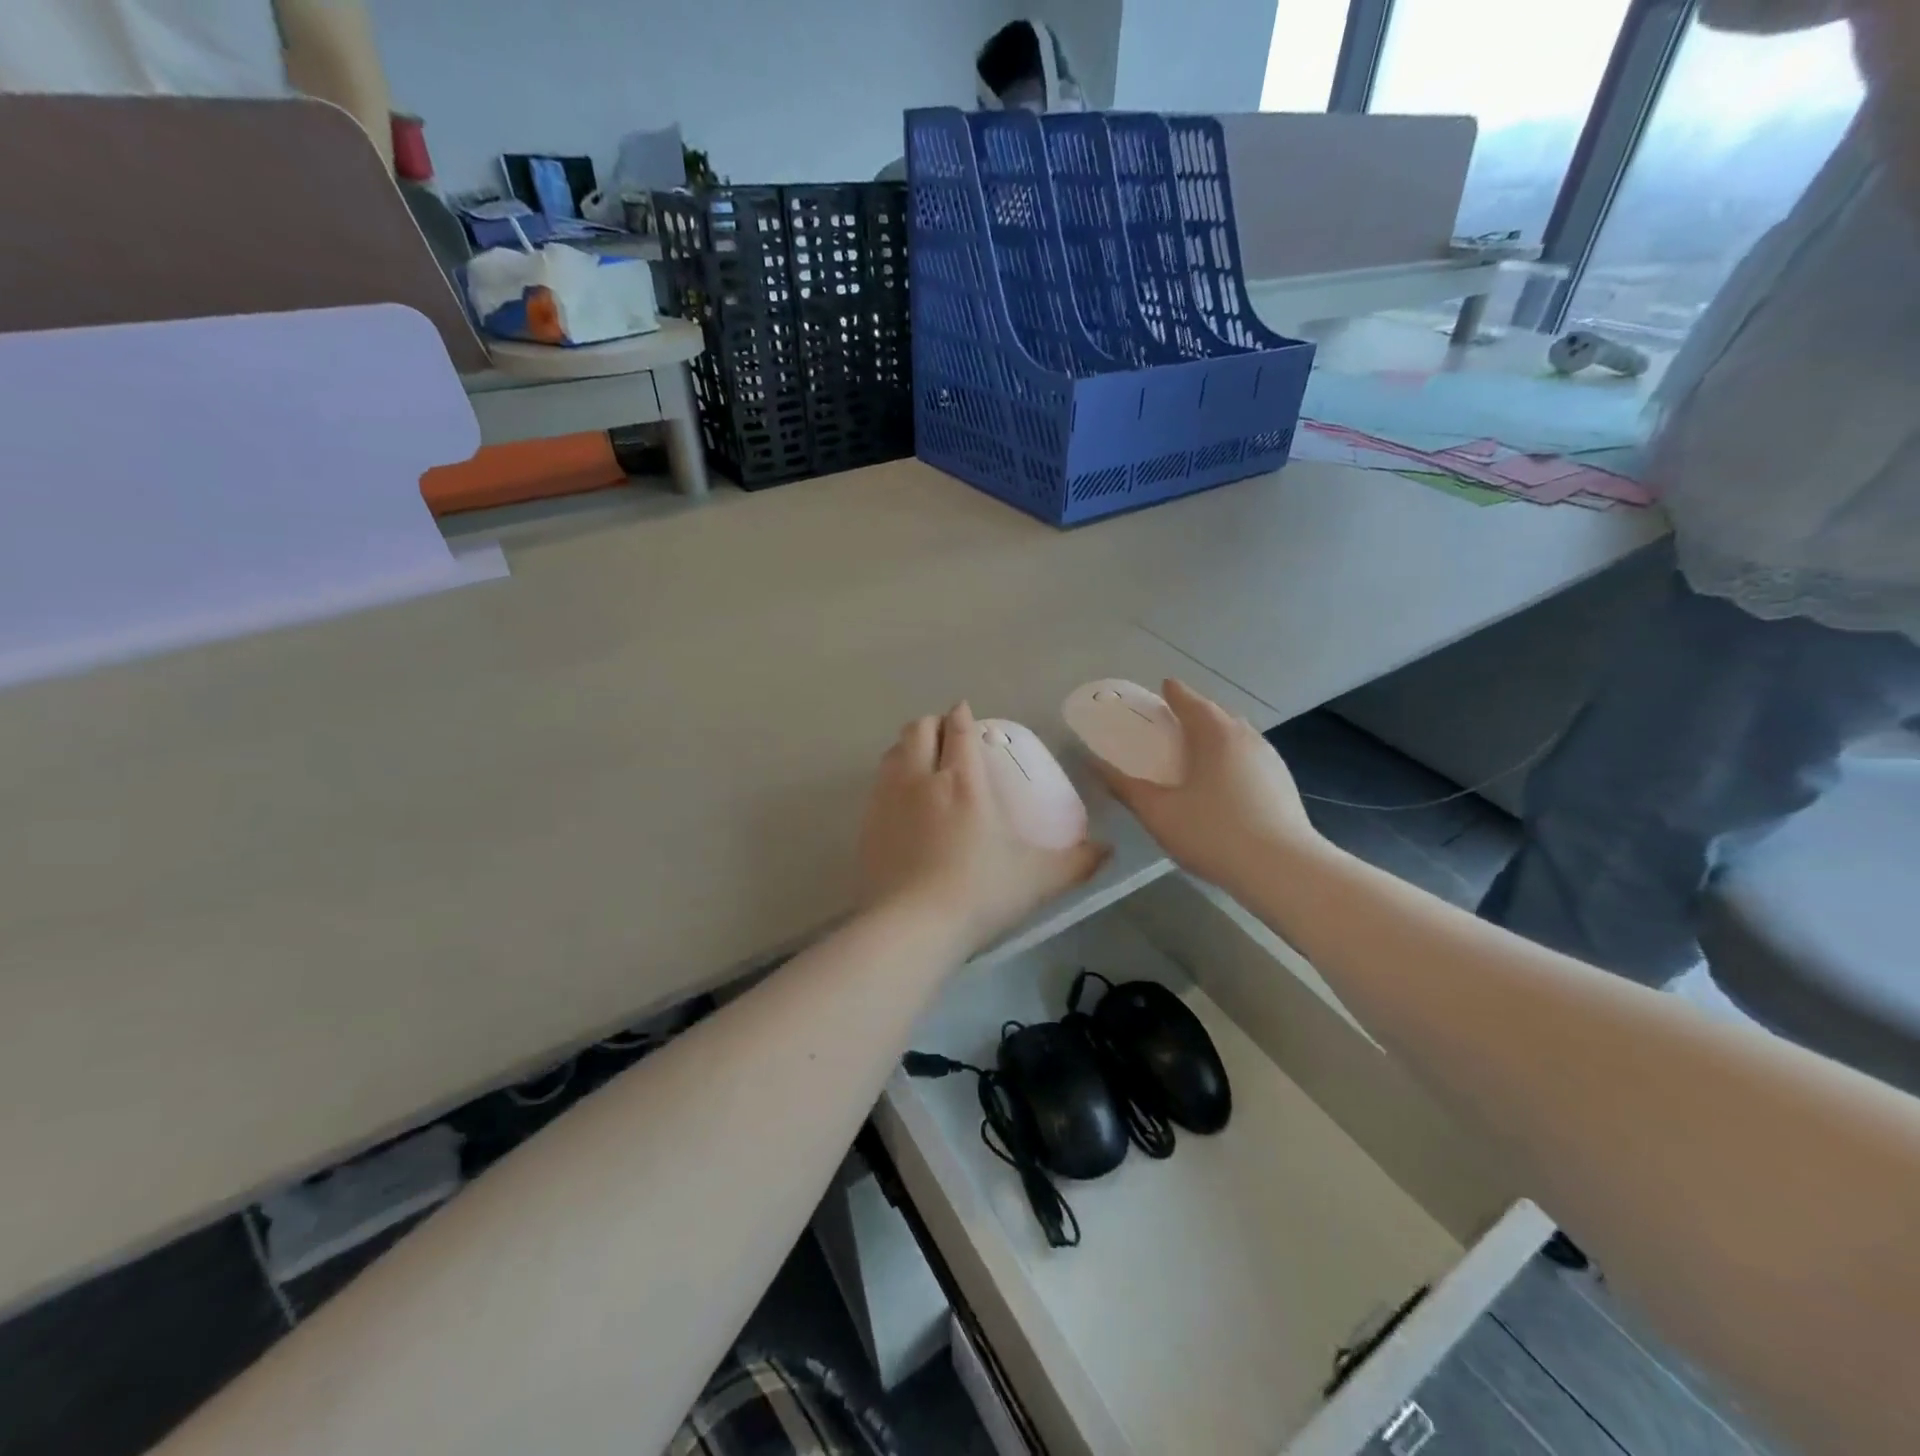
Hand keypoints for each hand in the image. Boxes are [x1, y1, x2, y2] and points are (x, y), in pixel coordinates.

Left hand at [859, 703, 1107, 952]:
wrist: (912, 927)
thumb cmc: (980, 893)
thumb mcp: (1038, 879)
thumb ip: (1076, 862)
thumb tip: (1109, 850)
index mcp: (963, 781)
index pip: (958, 729)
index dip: (961, 715)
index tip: (965, 712)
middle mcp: (921, 779)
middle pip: (918, 729)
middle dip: (932, 724)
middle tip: (945, 735)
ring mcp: (888, 800)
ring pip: (892, 752)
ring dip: (907, 746)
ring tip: (920, 759)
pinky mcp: (867, 824)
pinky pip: (876, 784)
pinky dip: (889, 778)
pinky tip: (900, 800)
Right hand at [1092, 680, 1319, 893]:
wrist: (1284, 870)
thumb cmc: (1214, 833)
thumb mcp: (1158, 812)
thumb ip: (1125, 787)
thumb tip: (1092, 763)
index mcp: (1215, 734)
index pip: (1190, 701)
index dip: (1173, 693)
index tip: (1163, 688)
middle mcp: (1247, 737)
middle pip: (1217, 716)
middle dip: (1195, 715)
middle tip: (1173, 724)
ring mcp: (1270, 760)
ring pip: (1238, 738)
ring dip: (1216, 738)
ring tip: (1196, 754)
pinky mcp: (1283, 785)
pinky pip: (1251, 759)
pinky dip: (1232, 760)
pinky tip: (1224, 786)